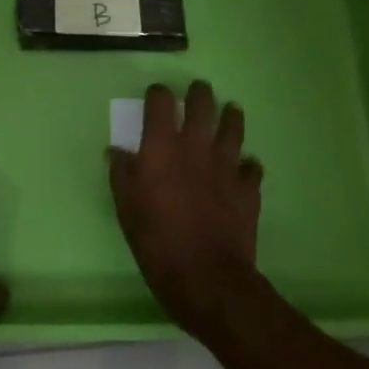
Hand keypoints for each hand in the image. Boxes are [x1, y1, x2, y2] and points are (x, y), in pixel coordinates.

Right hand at [108, 81, 263, 337]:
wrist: (207, 277)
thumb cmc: (156, 241)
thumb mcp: (126, 208)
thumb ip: (121, 174)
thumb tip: (116, 151)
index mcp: (161, 147)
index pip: (160, 102)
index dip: (157, 94)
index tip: (156, 97)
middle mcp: (195, 147)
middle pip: (202, 105)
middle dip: (199, 93)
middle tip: (197, 91)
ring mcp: (226, 166)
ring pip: (233, 127)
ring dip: (230, 117)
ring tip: (230, 111)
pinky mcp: (249, 188)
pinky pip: (252, 167)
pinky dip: (248, 164)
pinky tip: (245, 168)